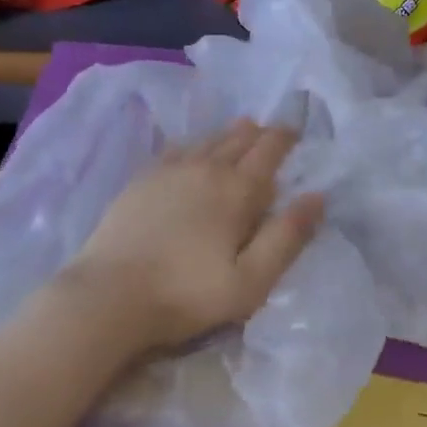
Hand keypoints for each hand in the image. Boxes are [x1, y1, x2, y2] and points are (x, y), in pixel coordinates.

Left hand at [55, 119, 324, 355]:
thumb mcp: (251, 280)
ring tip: (241, 131)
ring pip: (209, 139)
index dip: (285, 137)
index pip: (269, 150)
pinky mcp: (142, 180)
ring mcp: (170, 170)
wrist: (108, 295)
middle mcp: (206, 168)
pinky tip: (193, 148)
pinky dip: (195, 143)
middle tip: (272, 132)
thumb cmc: (187, 294)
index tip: (296, 131)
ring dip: (229, 134)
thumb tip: (317, 197)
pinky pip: (177, 148)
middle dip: (260, 133)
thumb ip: (287, 237)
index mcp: (237, 190)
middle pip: (239, 138)